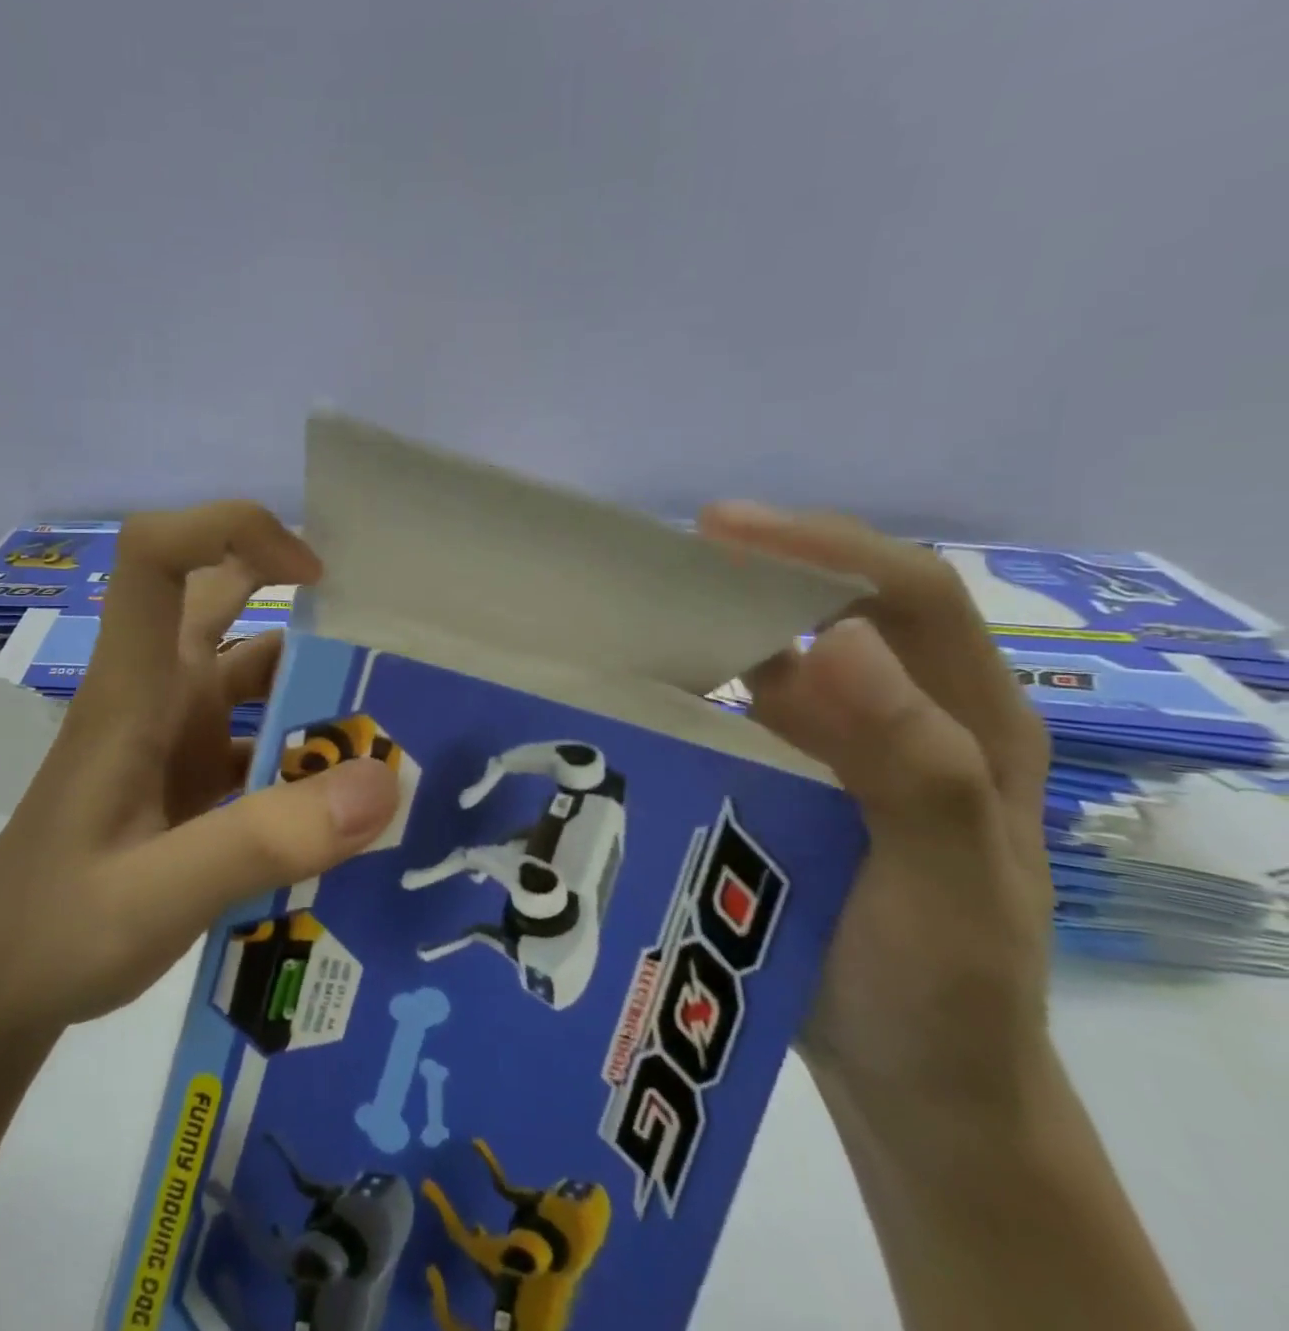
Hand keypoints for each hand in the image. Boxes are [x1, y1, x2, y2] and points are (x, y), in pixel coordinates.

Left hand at [0, 502, 401, 1040]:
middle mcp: (157, 694)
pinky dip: (305, 753)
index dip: (228, 529)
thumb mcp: (158, 893)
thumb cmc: (54, 929)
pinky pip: (259, 741)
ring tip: (394, 719)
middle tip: (383, 633)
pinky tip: (354, 799)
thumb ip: (264, 840)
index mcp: (133, 689)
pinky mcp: (189, 780)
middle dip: (296, 595)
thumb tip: (381, 781)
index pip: (156, 557)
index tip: (313, 572)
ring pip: (251, 674)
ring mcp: (174, 737)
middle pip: (218, 598)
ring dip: (314, 685)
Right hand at [698, 504, 1056, 1135]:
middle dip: (761, 565)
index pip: (906, 595)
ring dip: (722, 616)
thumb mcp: (948, 889)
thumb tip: (835, 640)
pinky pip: (742, 704)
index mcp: (968, 724)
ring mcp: (842, 747)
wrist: (911, 1078)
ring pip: (782, 651)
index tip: (722, 529)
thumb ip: (917, 769)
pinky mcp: (790, 776)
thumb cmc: (942, 990)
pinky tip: (645, 681)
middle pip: (839, 604)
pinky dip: (699, 678)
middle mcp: (904, 717)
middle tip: (664, 560)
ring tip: (640, 606)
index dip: (822, 547)